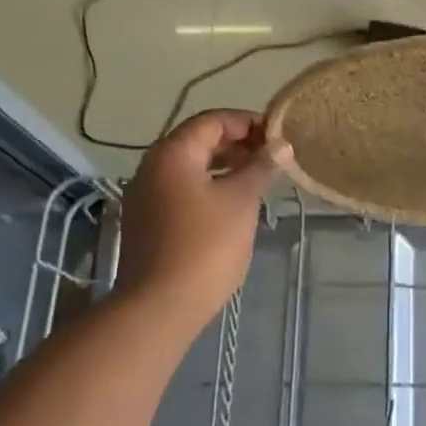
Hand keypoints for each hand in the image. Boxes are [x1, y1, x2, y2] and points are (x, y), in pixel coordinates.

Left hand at [116, 110, 288, 330]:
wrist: (160, 305)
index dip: (247, 122)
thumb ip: (261, 167)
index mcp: (172, 153)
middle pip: (198, 141)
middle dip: (236, 144)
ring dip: (224, 166)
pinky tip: (232, 204)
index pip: (212, 121)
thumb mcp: (241, 201)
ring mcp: (145, 196)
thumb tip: (280, 145)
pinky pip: (181, 190)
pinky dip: (208, 187)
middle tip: (271, 157)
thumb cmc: (206, 245)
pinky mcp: (146, 222)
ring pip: (190, 167)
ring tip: (257, 179)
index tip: (278, 136)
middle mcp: (151, 167)